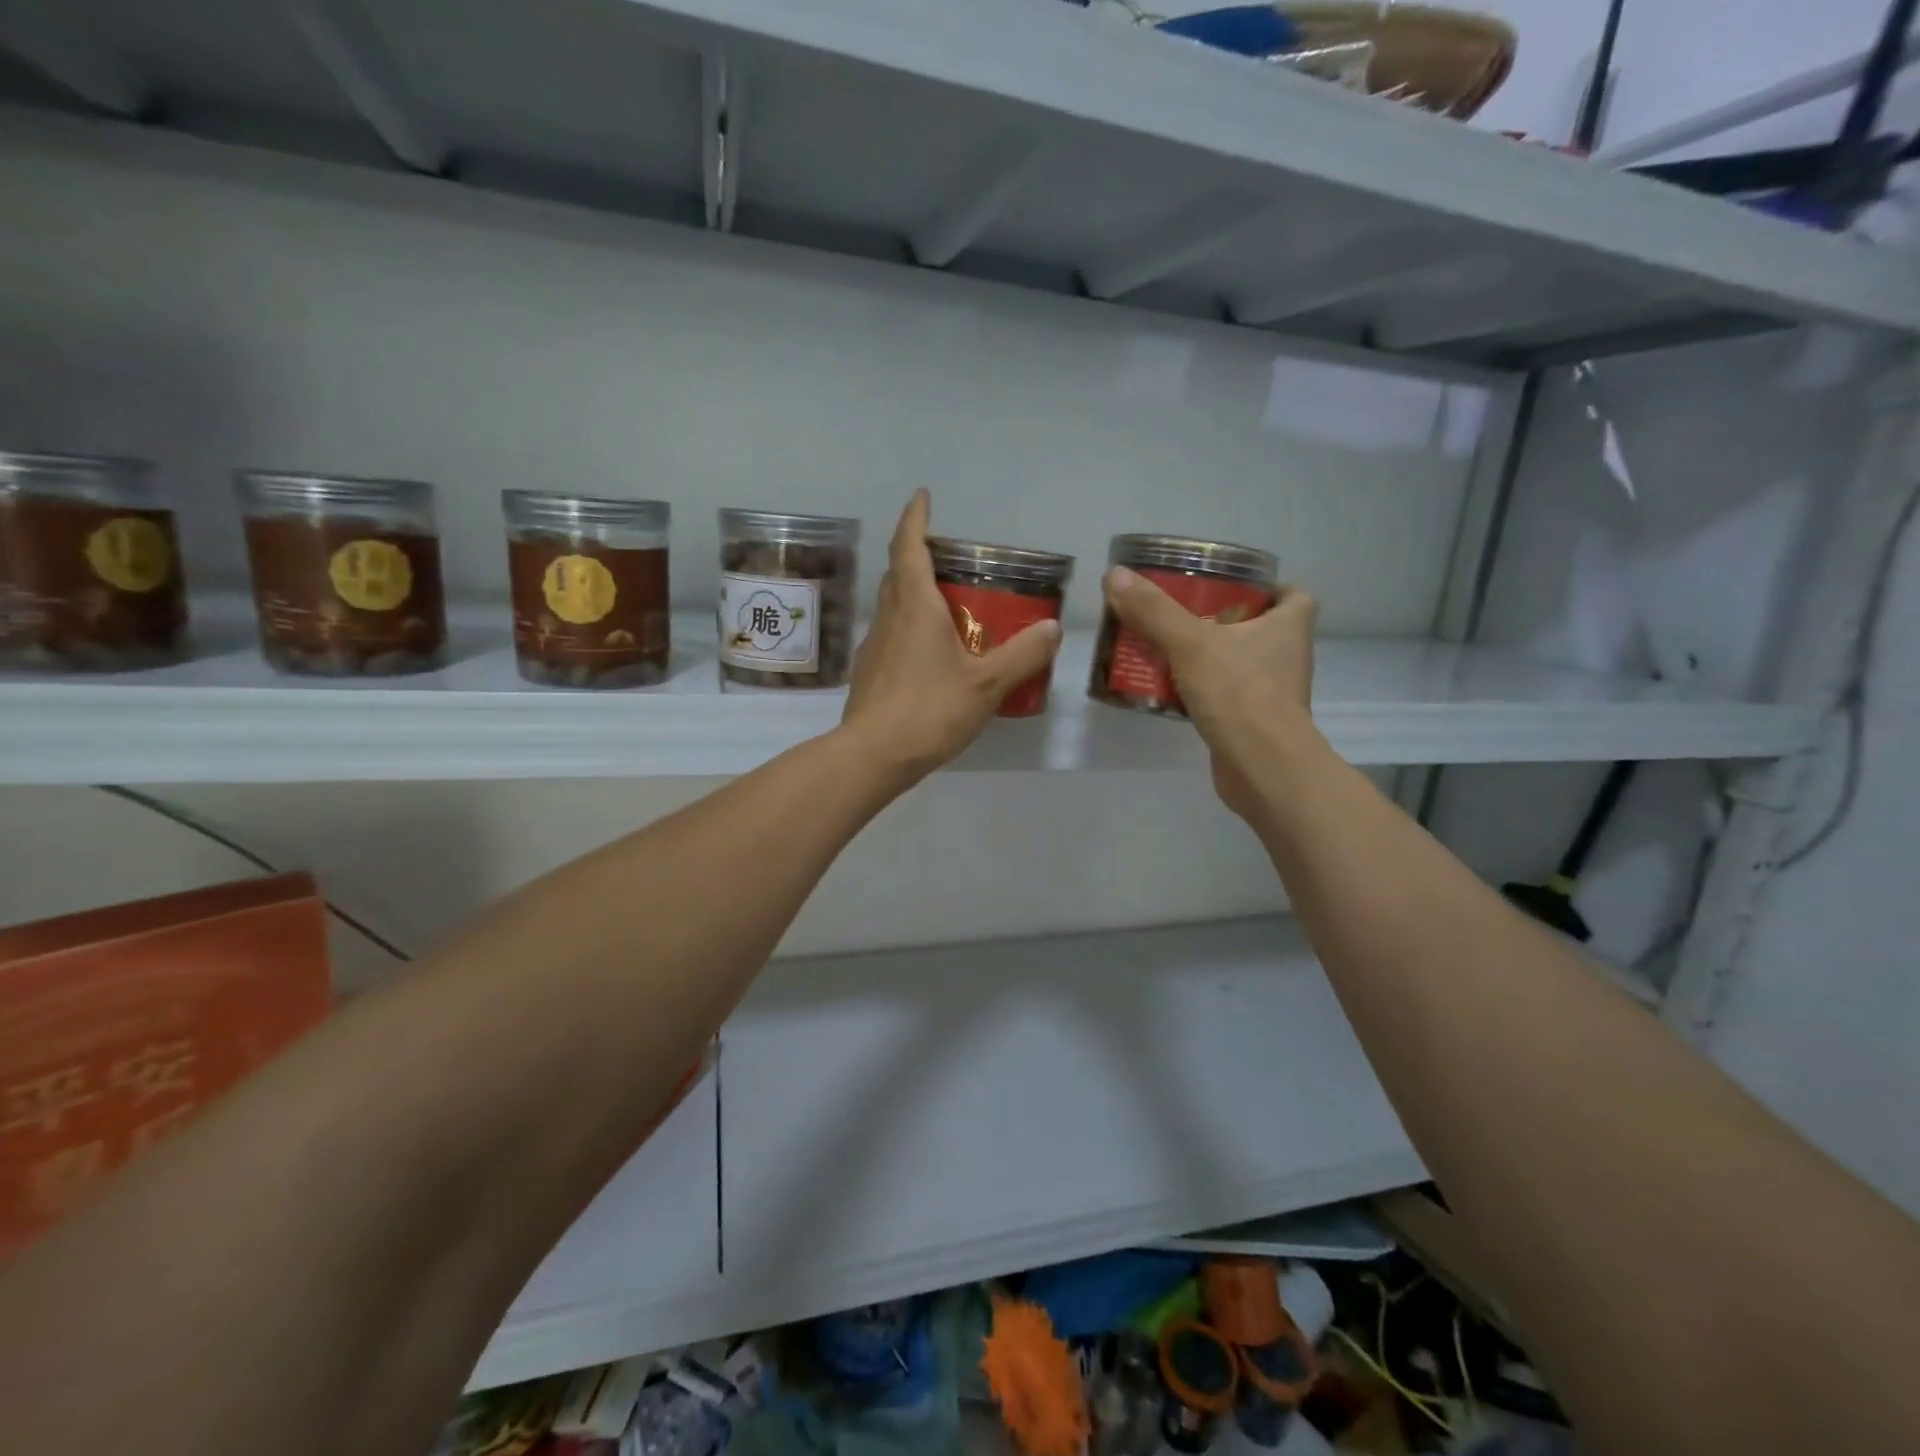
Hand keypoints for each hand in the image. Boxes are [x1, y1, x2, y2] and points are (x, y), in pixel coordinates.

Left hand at [842, 491, 1061, 784]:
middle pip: (898, 573)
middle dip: (918, 555)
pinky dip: (911, 629)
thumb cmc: (930, 709)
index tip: (922, 497)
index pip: (909, 546)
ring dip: (914, 594)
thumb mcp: (987, 684)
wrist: (874, 755)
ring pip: (893, 605)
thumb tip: (1051, 627)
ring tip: (947, 605)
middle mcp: (889, 617)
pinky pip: (893, 636)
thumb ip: (1022, 655)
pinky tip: (932, 654)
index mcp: (915, 606)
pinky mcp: (870, 673)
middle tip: (949, 558)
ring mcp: (875, 646)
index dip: (915, 518)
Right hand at [1101, 565, 1317, 815]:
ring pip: (1241, 664)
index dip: (1270, 588)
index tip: (1233, 586)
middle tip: (1184, 614)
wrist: (1261, 766)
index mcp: (1288, 627)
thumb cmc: (1239, 693)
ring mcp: (1273, 694)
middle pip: (1261, 628)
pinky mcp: (1253, 723)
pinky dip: (1204, 692)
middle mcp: (1288, 657)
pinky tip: (1170, 691)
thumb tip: (1114, 575)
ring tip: (1168, 649)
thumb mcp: (1189, 643)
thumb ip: (1153, 611)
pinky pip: (1227, 697)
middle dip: (1225, 620)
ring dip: (1211, 657)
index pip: (1294, 595)